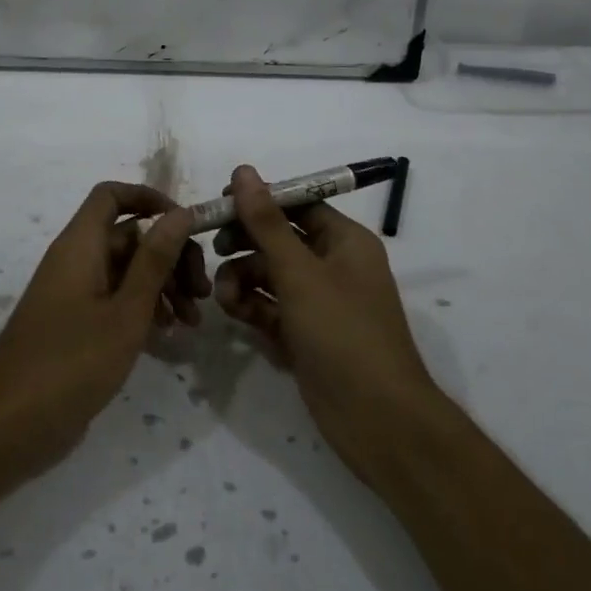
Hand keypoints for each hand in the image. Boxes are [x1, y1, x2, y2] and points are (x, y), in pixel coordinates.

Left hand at [0, 182, 205, 487]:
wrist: (9, 426)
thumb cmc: (71, 363)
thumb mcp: (125, 311)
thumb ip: (154, 260)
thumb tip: (180, 212)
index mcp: (80, 245)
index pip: (112, 195)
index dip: (150, 199)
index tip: (187, 225)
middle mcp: (75, 260)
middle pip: (129, 236)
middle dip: (170, 256)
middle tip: (202, 291)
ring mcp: (73, 294)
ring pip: (126, 271)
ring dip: (163, 286)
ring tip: (193, 322)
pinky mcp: (75, 325)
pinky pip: (115, 300)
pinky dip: (143, 309)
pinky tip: (168, 336)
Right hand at [212, 164, 436, 482]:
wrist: (377, 419)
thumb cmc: (343, 333)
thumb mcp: (300, 273)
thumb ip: (266, 223)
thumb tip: (243, 171)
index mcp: (345, 241)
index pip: (297, 205)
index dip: (258, 202)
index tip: (219, 206)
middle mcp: (333, 265)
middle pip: (279, 239)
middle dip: (245, 244)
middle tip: (213, 250)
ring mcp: (319, 302)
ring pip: (269, 274)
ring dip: (242, 278)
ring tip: (224, 297)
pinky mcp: (305, 334)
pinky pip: (270, 307)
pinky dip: (251, 306)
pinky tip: (235, 314)